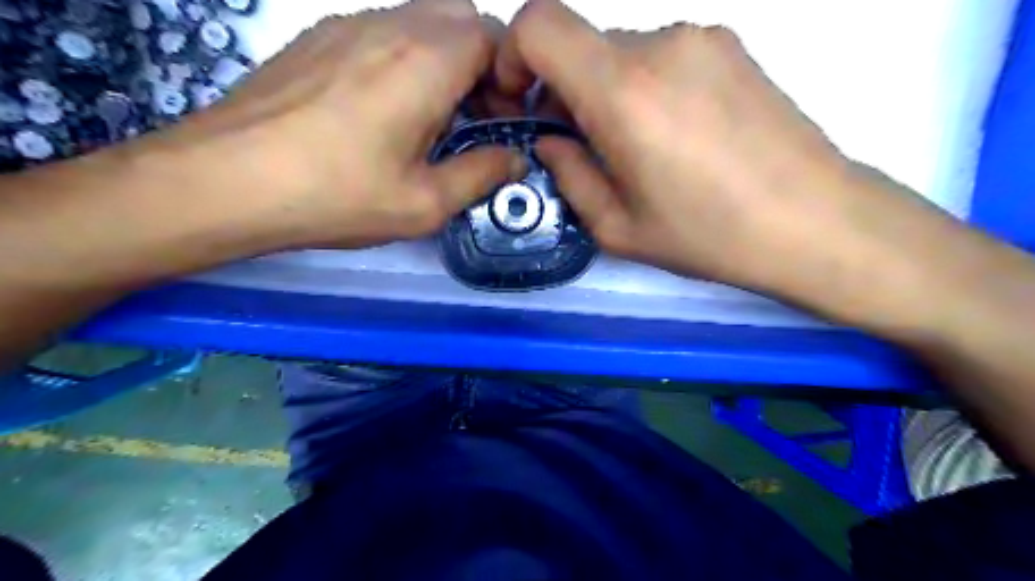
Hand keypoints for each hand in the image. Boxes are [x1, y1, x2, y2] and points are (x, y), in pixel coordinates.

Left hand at [154, 1, 521, 246]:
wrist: (226, 180)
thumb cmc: (337, 195)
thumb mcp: (425, 203)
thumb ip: (481, 176)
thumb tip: (514, 159)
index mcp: (427, 61)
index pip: (495, 36)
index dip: (510, 75)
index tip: (501, 119)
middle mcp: (391, 25)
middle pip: (460, 17)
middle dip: (481, 62)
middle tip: (471, 116)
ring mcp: (347, 24)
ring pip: (419, 19)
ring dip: (442, 60)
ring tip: (428, 118)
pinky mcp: (317, 37)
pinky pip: (380, 30)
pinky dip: (403, 58)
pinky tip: (382, 109)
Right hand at [492, 0, 953, 310]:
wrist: (814, 221)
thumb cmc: (708, 235)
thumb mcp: (617, 227)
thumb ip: (568, 174)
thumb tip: (551, 140)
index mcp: (622, 92)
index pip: (538, 24)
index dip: (513, 55)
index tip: (523, 101)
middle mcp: (660, 44)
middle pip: (581, 44)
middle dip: (566, 90)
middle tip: (587, 147)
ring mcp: (701, 37)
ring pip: (622, 52)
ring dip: (609, 92)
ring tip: (641, 149)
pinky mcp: (731, 45)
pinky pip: (662, 55)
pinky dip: (646, 86)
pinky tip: (677, 135)